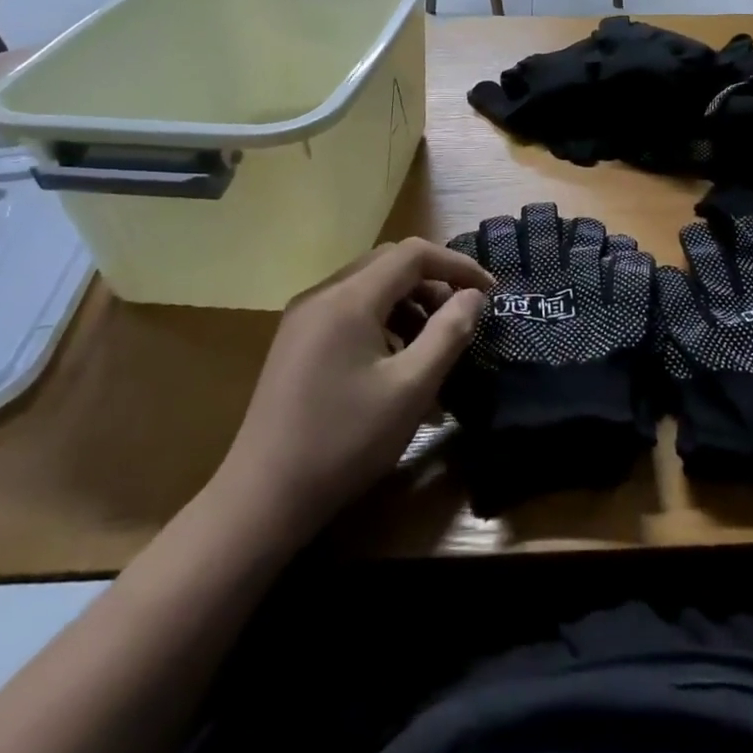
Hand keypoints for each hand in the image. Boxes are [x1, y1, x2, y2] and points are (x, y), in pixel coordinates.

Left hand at [207, 239, 492, 544]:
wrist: (263, 498)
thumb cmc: (345, 442)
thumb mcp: (411, 388)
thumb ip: (449, 333)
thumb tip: (474, 297)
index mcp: (348, 299)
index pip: (412, 254)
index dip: (457, 265)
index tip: (489, 292)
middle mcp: (321, 295)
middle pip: (389, 264)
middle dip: (434, 283)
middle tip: (463, 316)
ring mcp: (303, 318)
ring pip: (369, 287)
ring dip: (409, 304)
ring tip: (434, 345)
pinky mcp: (296, 342)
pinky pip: (349, 311)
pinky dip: (383, 321)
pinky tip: (396, 362)